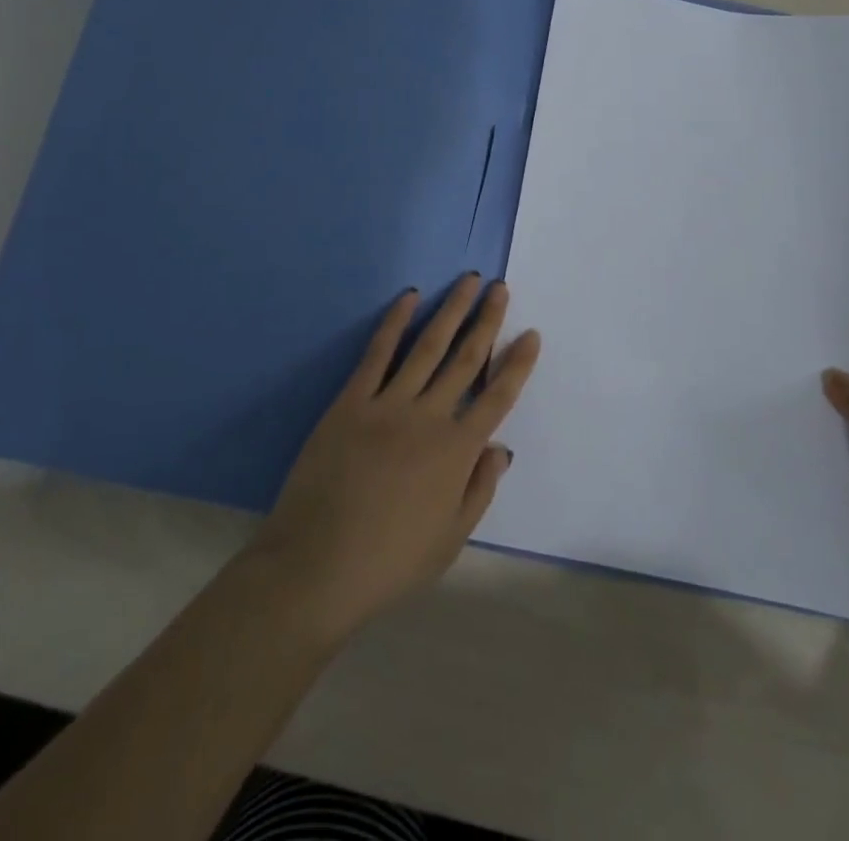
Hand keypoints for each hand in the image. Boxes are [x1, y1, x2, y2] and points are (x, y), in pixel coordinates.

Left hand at [248, 275, 541, 641]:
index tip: (531, 334)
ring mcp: (388, 405)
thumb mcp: (450, 539)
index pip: (497, 398)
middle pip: (465, 359)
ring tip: (468, 281)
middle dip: (486, 321)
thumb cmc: (389, 562)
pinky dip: (395, 322)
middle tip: (500, 288)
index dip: (516, 364)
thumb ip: (479, 489)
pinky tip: (409, 297)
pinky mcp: (351, 401)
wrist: (317, 566)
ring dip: (450, 310)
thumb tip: (500, 448)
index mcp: (457, 453)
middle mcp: (429, 418)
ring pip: (427, 346)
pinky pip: (377, 354)